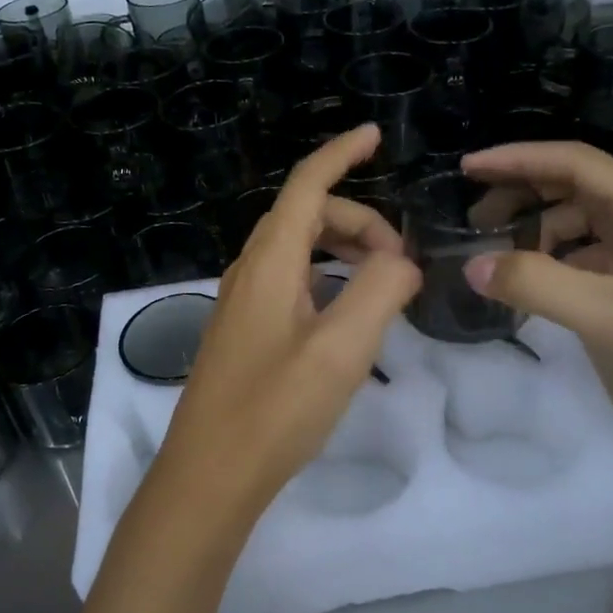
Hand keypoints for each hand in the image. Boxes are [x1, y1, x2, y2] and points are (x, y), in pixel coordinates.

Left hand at [153, 126, 421, 513]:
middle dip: (358, 220)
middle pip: (307, 216)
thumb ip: (380, 292)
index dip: (340, 153)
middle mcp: (250, 270)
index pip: (306, 185)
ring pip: (298, 249)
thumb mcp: (342, 350)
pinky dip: (327, 278)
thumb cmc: (274, 410)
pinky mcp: (245, 331)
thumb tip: (401, 262)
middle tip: (402, 262)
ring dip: (343, 250)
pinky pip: (291, 280)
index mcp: (270, 262)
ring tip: (384, 284)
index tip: (375, 136)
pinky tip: (348, 312)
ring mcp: (243, 302)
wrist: (210, 477)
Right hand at [458, 140, 612, 471]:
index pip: (576, 162)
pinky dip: (557, 262)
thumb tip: (472, 265)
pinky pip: (592, 258)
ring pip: (584, 223)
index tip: (467, 168)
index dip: (517, 159)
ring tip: (498, 254)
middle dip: (523, 194)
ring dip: (539, 230)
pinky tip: (535, 283)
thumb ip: (541, 286)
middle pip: (577, 186)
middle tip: (473, 218)